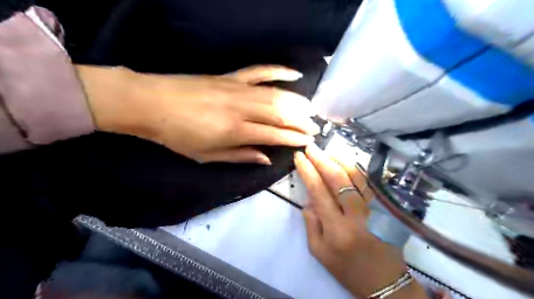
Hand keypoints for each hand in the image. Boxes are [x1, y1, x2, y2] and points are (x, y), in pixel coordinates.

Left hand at [77, 65, 318, 164]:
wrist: (150, 103)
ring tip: (310, 110)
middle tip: (315, 127)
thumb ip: (240, 156)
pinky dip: (279, 71)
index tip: (308, 140)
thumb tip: (266, 159)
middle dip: (301, 121)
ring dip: (296, 102)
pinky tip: (294, 74)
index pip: (274, 134)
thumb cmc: (178, 136)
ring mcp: (237, 89)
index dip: (294, 138)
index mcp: (235, 131)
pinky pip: (260, 71)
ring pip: (275, 94)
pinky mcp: (231, 77)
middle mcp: (241, 109)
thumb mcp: (208, 156)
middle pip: (280, 113)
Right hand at [294, 144, 428, 297]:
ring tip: (327, 150)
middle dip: (321, 160)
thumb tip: (308, 199)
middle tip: (311, 147)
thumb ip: (311, 224)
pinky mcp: (385, 208)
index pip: (319, 191)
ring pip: (356, 177)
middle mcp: (356, 215)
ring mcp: (374, 209)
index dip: (308, 171)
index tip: (299, 157)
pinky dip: (357, 169)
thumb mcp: (319, 252)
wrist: (384, 281)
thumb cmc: (346, 268)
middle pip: (338, 179)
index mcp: (337, 229)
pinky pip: (370, 183)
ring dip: (339, 160)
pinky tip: (347, 161)